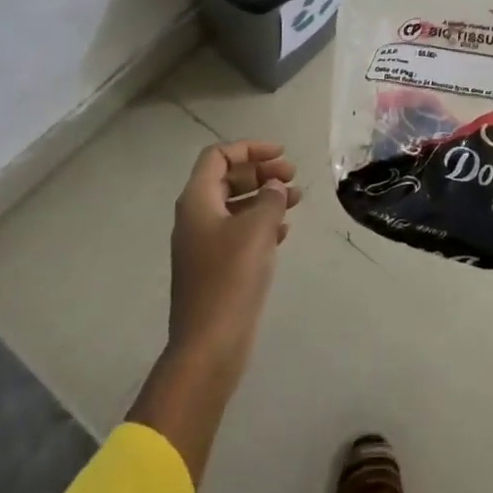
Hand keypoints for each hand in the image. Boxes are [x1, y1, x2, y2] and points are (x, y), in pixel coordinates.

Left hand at [167, 140, 301, 367]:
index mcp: (197, 201)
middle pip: (227, 178)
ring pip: (235, 205)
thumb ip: (270, 198)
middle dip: (261, 172)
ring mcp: (203, 244)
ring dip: (265, 197)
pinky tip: (284, 232)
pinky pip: (238, 232)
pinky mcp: (214, 268)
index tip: (281, 154)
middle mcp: (195, 217)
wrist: (209, 344)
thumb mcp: (257, 229)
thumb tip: (274, 187)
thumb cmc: (231, 277)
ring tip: (297, 201)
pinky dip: (261, 224)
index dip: (250, 148)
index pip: (219, 156)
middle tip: (293, 177)